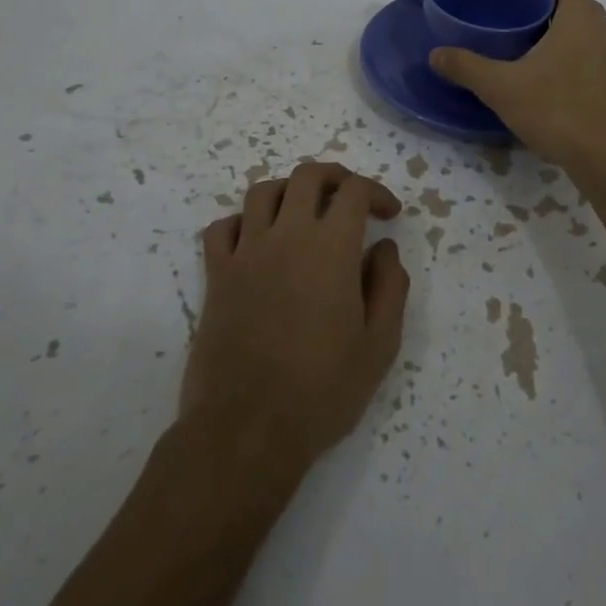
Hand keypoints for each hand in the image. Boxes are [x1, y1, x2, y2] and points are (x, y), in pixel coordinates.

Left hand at [182, 162, 409, 467]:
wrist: (247, 429)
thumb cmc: (322, 389)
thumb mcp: (379, 345)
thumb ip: (390, 287)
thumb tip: (383, 249)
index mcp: (331, 248)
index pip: (354, 191)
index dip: (376, 192)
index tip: (389, 215)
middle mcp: (286, 235)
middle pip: (307, 176)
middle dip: (335, 177)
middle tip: (351, 198)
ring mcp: (245, 252)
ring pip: (262, 191)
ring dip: (289, 191)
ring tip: (304, 212)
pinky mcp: (216, 275)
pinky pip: (222, 227)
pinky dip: (242, 222)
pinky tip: (256, 240)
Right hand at [428, 0, 605, 168]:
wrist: (604, 156)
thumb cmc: (555, 109)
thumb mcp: (501, 87)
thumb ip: (467, 67)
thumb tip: (435, 54)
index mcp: (578, 24)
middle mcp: (600, 37)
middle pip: (581, 10)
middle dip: (553, 11)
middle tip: (520, 23)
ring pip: (588, 37)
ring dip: (564, 37)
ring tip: (529, 51)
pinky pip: (591, 62)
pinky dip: (571, 61)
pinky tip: (546, 82)